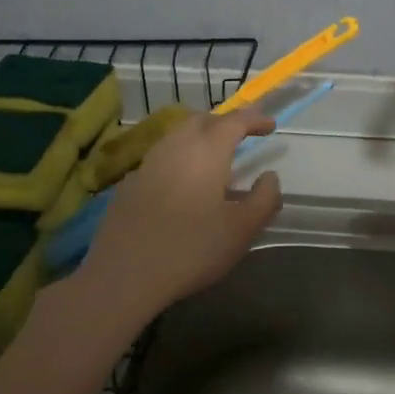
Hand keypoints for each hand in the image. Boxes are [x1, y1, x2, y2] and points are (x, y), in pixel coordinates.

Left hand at [77, 108, 281, 323]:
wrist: (124, 275)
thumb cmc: (192, 248)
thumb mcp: (242, 229)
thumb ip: (264, 199)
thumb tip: (269, 177)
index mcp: (207, 151)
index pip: (234, 121)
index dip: (254, 119)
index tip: (270, 125)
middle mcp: (176, 147)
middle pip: (202, 120)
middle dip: (224, 123)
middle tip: (241, 137)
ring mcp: (148, 164)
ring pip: (177, 136)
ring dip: (199, 138)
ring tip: (213, 159)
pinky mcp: (130, 184)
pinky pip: (161, 158)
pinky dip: (179, 159)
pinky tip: (182, 184)